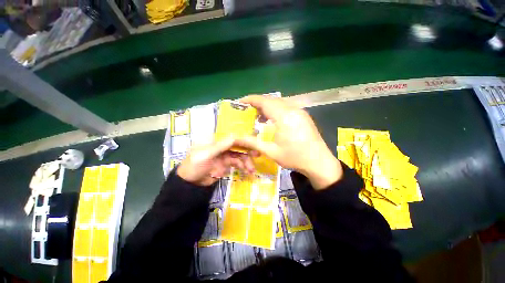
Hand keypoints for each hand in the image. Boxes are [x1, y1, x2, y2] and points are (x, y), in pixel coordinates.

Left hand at [177, 139, 255, 186]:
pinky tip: (248, 171)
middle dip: (247, 150)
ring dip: (246, 161)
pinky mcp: (226, 163)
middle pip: (237, 145)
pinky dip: (243, 166)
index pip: (231, 136)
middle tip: (257, 155)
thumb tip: (234, 136)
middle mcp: (222, 145)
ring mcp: (225, 154)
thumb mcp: (206, 155)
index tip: (253, 143)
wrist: (190, 184)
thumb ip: (220, 146)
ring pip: (239, 155)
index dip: (243, 139)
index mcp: (215, 140)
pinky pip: (237, 163)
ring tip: (252, 169)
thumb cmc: (194, 165)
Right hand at [234, 95, 342, 189]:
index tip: (241, 101)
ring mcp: (300, 112)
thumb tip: (236, 139)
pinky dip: (276, 110)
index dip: (251, 99)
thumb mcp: (271, 151)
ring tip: (258, 116)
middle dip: (258, 103)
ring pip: (280, 103)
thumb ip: (253, 143)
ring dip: (268, 107)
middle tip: (248, 111)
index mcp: (284, 117)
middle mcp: (293, 110)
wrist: (319, 162)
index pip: (265, 102)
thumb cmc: (295, 157)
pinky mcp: (304, 115)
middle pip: (272, 100)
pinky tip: (272, 120)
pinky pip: (287, 107)